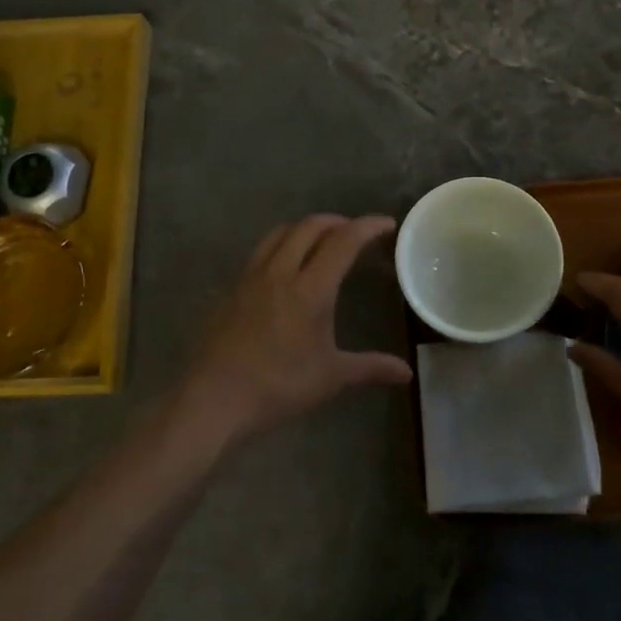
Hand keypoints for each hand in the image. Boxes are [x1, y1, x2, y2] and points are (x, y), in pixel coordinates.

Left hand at [170, 214, 411, 450]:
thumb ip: (370, 368)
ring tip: (321, 240)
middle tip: (355, 232)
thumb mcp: (330, 377)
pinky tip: (286, 268)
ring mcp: (252, 278)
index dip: (368, 227)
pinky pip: (261, 252)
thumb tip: (407, 373)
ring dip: (306, 228)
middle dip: (337, 221)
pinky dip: (282, 244)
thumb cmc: (278, 386)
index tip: (387, 224)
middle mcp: (280, 272)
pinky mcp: (232, 289)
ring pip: (281, 233)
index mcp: (310, 288)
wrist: (214, 398)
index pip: (343, 241)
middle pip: (310, 226)